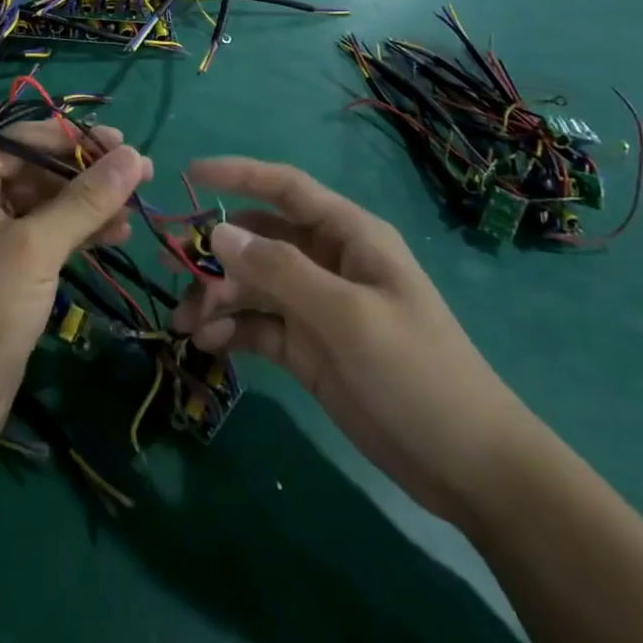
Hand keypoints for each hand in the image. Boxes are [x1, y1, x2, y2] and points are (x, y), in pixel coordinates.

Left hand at [0, 123, 150, 456]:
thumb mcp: (35, 249)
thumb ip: (85, 200)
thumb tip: (134, 155)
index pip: (22, 141)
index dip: (73, 139)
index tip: (123, 144)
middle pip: (35, 171)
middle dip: (86, 174)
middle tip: (139, 175)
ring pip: (45, 205)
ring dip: (87, 205)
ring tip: (136, 208)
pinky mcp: (3, 270)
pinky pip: (44, 236)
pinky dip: (77, 233)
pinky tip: (115, 234)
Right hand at [173, 157, 540, 528]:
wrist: (470, 469)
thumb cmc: (417, 373)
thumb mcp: (348, 316)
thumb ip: (281, 270)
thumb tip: (218, 232)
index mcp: (348, 236)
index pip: (285, 187)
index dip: (238, 174)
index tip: (189, 174)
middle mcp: (327, 262)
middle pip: (258, 239)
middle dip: (215, 251)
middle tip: (172, 269)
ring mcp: (315, 306)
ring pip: (251, 284)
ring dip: (216, 297)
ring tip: (185, 324)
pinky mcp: (306, 347)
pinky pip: (257, 325)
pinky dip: (230, 329)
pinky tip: (208, 344)